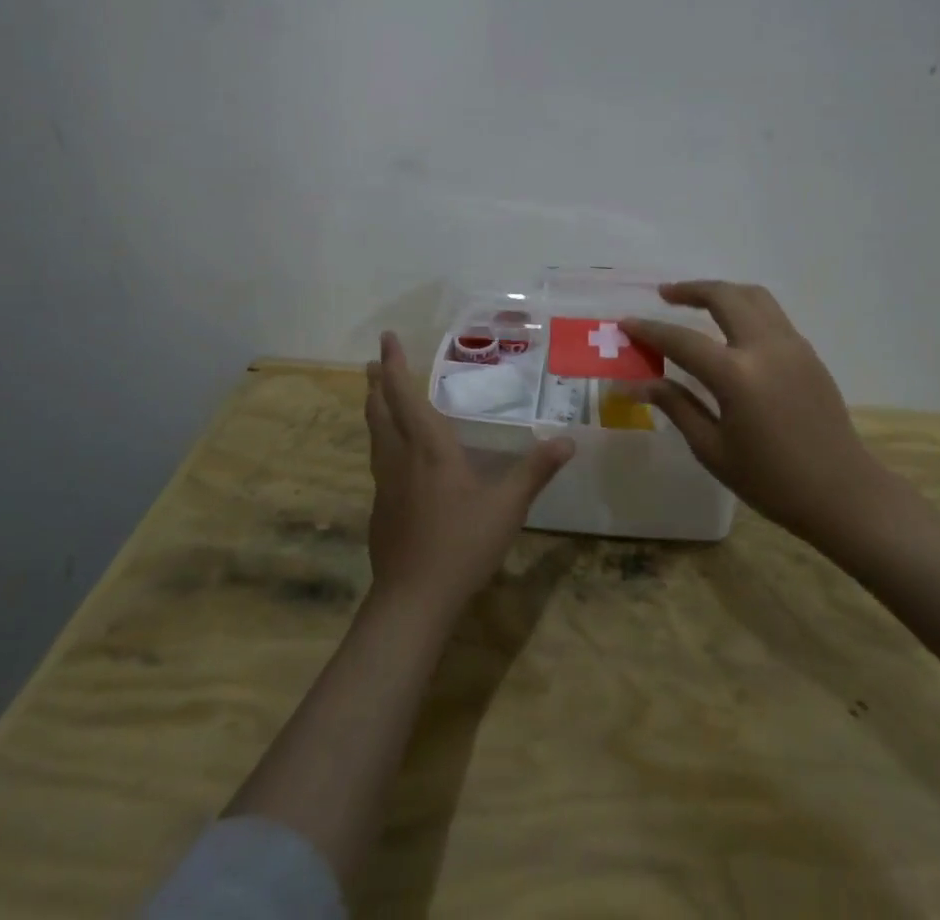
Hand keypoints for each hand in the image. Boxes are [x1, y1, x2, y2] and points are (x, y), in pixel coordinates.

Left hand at [364, 331, 574, 615]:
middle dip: (377, 382)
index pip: (405, 395)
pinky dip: (382, 440)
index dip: (394, 365)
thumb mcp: (508, 507)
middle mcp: (400, 458)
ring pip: (375, 435)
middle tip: (372, 362)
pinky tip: (394, 455)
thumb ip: (535, 471)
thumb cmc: (462, 544)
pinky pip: (378, 460)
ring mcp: (386, 484)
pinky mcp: (381, 508)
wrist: (413, 599)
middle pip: (380, 410)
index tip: (385, 338)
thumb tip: (567, 440)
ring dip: (374, 409)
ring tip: (375, 397)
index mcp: (428, 448)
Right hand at [622, 282, 900, 552]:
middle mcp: (765, 347)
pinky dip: (745, 307)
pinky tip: (731, 327)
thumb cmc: (772, 481)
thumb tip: (637, 382)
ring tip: (697, 299)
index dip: (650, 330)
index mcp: (737, 376)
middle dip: (690, 289)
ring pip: (753, 296)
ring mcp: (792, 345)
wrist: (843, 494)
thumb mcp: (713, 450)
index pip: (682, 340)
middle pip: (723, 296)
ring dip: (722, 291)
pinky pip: (771, 314)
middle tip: (665, 295)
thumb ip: (676, 406)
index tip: (626, 322)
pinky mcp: (807, 352)